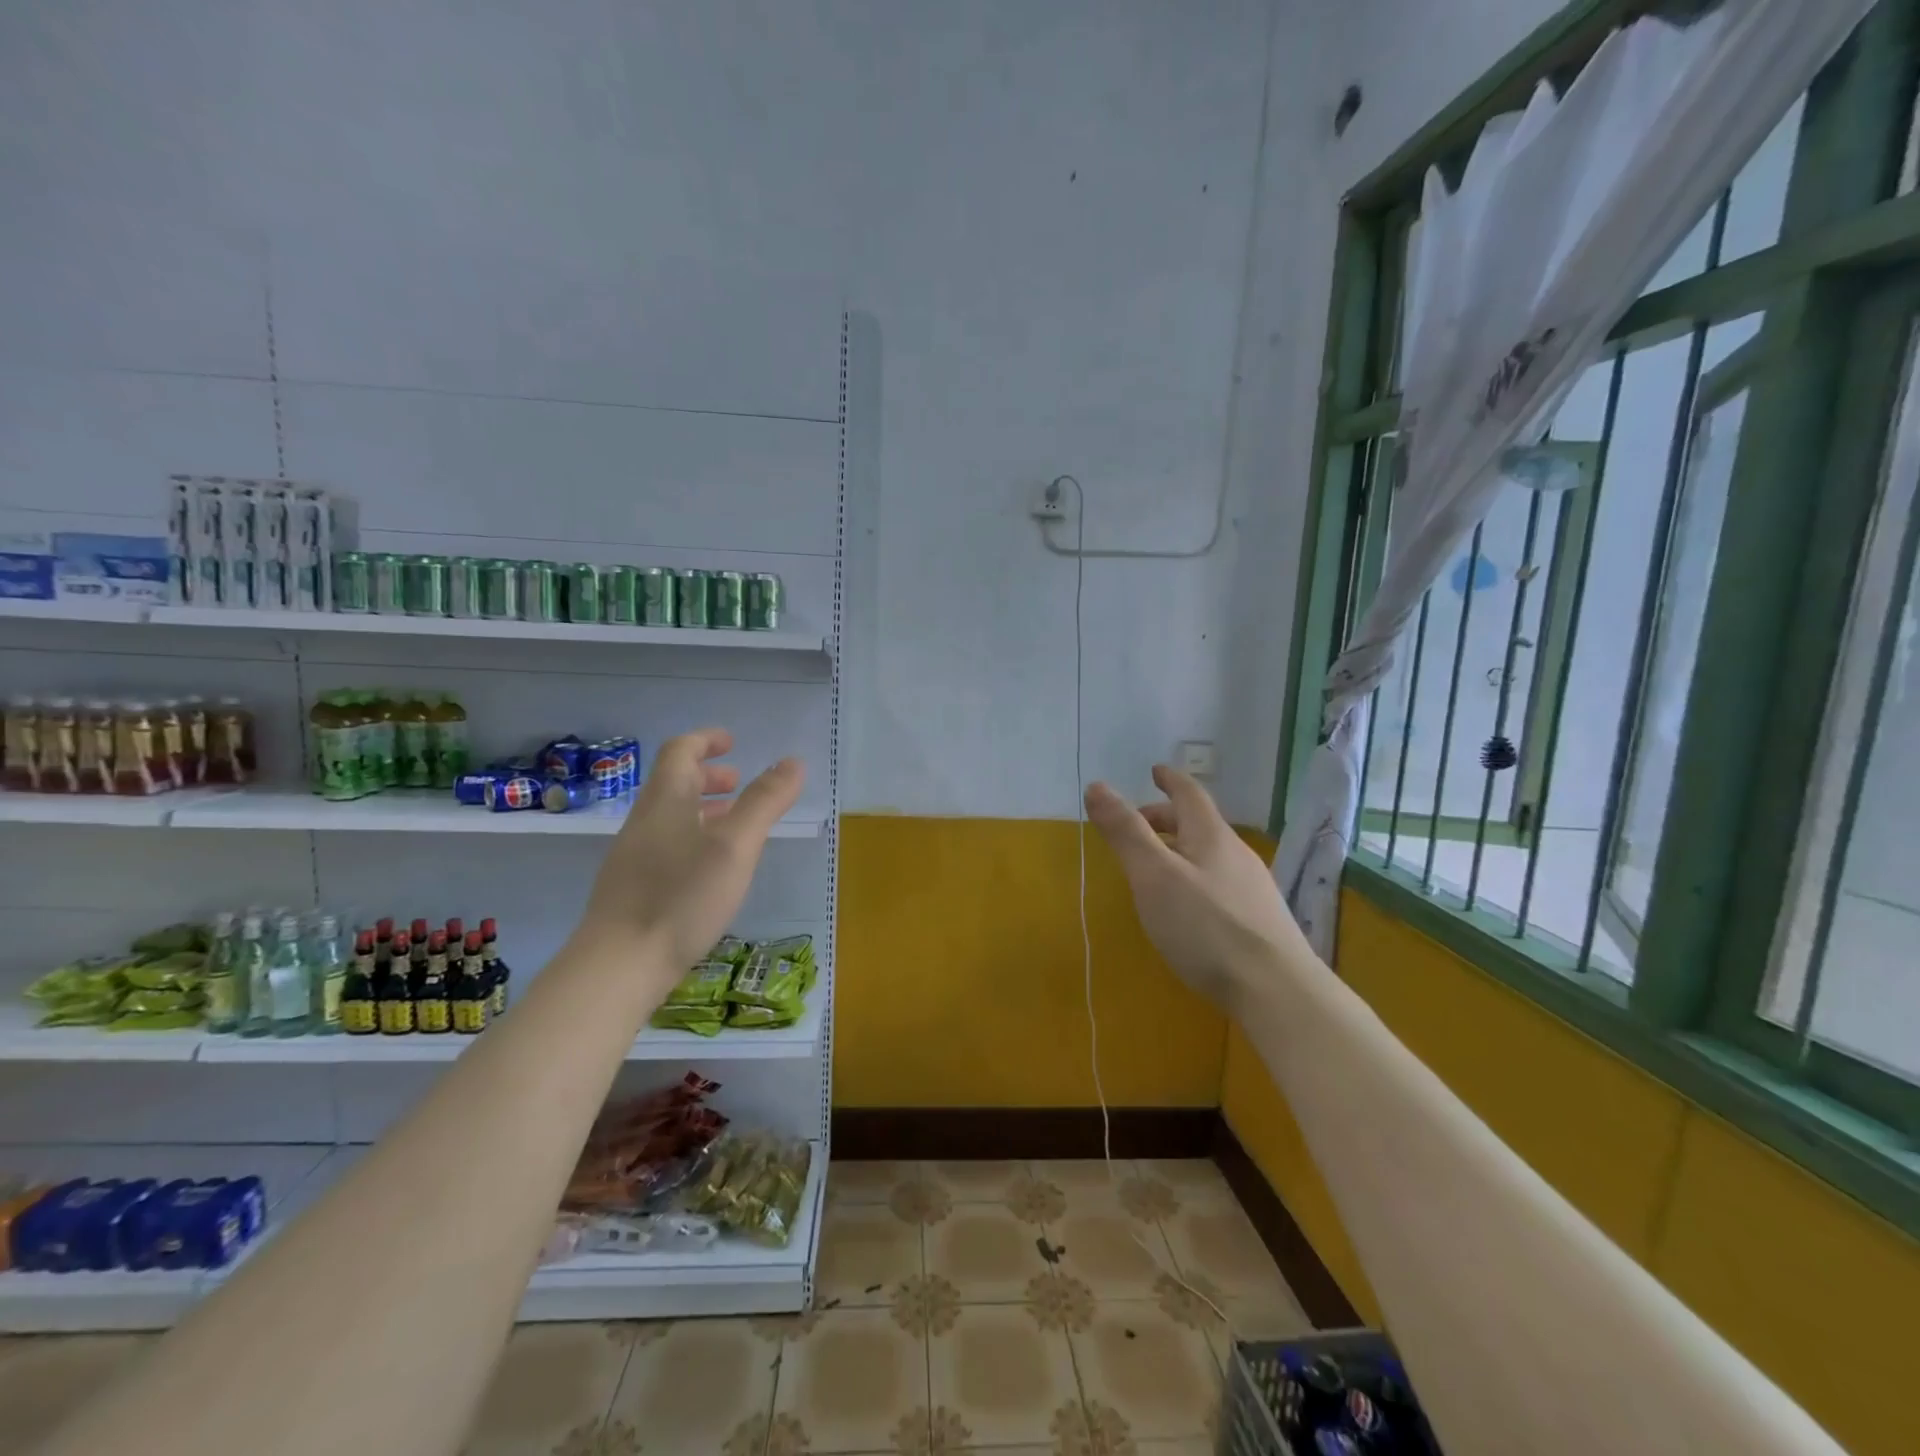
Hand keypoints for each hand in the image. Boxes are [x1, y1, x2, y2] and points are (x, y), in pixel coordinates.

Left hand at [579, 729, 804, 969]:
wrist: (617, 966)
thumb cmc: (681, 897)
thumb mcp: (735, 846)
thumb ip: (764, 802)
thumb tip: (793, 762)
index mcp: (666, 801)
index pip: (680, 752)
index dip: (706, 740)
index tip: (731, 742)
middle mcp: (644, 822)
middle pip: (673, 784)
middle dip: (708, 776)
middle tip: (739, 783)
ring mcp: (633, 857)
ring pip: (670, 817)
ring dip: (702, 809)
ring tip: (733, 824)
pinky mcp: (631, 889)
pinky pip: (666, 845)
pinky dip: (693, 838)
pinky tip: (710, 869)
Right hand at [1085, 765, 1309, 1010]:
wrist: (1276, 991)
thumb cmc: (1206, 928)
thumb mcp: (1154, 876)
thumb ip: (1125, 833)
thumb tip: (1097, 786)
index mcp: (1211, 837)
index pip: (1189, 794)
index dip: (1169, 780)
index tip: (1154, 771)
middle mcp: (1237, 854)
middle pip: (1200, 824)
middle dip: (1167, 818)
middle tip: (1138, 825)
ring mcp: (1253, 888)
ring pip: (1211, 855)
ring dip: (1181, 849)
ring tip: (1156, 867)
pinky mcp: (1260, 921)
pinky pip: (1221, 882)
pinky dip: (1195, 876)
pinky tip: (1188, 906)